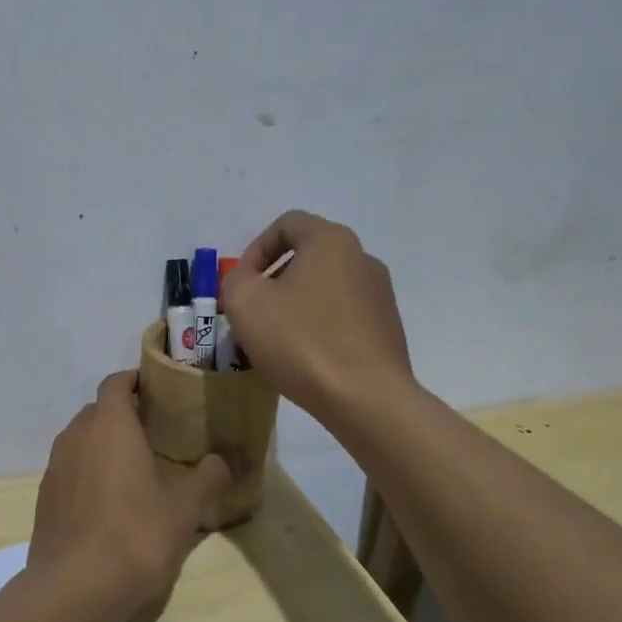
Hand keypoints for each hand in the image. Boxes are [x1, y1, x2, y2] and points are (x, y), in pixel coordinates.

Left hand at [26, 372, 234, 616]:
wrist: (75, 588)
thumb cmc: (136, 534)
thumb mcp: (185, 506)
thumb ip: (210, 476)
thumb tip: (230, 460)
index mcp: (109, 425)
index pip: (116, 382)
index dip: (135, 381)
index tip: (159, 391)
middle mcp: (76, 436)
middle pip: (98, 410)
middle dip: (123, 414)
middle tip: (156, 432)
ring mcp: (55, 467)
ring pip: (81, 440)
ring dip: (104, 444)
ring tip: (134, 467)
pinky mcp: (44, 498)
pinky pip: (70, 469)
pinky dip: (88, 472)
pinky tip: (109, 502)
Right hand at [222, 209, 413, 427]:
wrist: (366, 398)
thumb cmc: (301, 341)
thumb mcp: (246, 303)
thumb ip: (235, 279)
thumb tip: (247, 281)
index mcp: (331, 241)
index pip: (287, 224)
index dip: (255, 249)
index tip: (242, 284)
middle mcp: (362, 258)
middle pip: (308, 256)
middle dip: (273, 280)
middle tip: (252, 314)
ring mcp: (380, 295)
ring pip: (324, 289)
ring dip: (295, 306)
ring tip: (276, 341)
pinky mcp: (387, 329)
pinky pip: (342, 317)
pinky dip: (319, 328)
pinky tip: (305, 359)